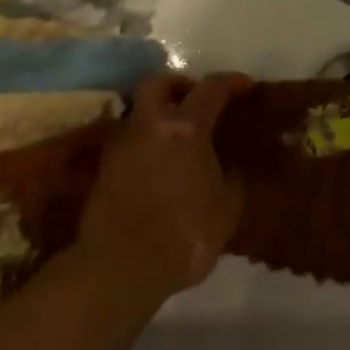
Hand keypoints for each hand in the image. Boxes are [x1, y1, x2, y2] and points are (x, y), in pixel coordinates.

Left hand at [76, 72, 250, 309]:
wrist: (122, 267)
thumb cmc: (184, 235)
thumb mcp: (226, 210)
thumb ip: (232, 179)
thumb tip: (231, 165)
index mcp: (185, 128)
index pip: (211, 89)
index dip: (230, 82)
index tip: (244, 85)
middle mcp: (149, 125)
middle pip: (158, 84)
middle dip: (179, 85)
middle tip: (196, 99)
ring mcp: (122, 145)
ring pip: (139, 112)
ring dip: (158, 115)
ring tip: (178, 137)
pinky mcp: (104, 169)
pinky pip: (129, 141)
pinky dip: (146, 142)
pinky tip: (159, 164)